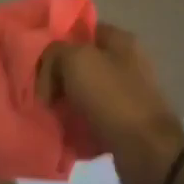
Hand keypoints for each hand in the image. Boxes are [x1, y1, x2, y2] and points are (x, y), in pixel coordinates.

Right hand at [39, 23, 183, 183]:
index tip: (37, 60)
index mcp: (120, 41)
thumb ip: (55, 53)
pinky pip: (91, 119)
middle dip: (56, 77)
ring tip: (47, 116)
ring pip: (83, 93)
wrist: (147, 152)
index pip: (81, 30)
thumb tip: (48, 74)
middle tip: (39, 94)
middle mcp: (126, 64)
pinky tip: (63, 133)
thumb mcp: (75, 60)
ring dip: (64, 104)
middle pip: (79, 63)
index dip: (57, 41)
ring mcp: (127, 95)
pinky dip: (76, 126)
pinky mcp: (124, 124)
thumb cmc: (112, 98)